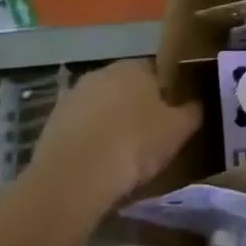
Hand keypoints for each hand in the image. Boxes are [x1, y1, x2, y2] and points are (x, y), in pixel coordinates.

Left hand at [28, 60, 201, 210]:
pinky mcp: (50, 126)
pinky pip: (81, 132)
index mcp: (133, 67)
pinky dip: (91, 144)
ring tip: (124, 158)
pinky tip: (100, 167)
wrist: (74, 178)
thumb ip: (192, 112)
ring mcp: (71, 99)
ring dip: (111, 126)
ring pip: (101, 110)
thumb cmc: (135, 143)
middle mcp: (100, 74)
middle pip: (127, 89)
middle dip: (137, 109)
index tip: (173, 118)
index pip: (157, 72)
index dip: (167, 94)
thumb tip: (195, 106)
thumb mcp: (179, 129)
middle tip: (152, 138)